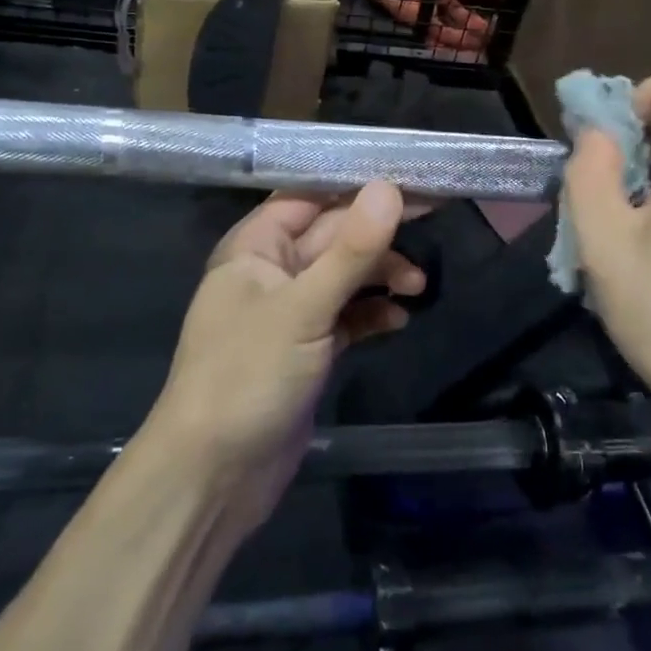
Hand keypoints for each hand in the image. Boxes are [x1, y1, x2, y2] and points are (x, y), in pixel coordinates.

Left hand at [148, 182, 424, 532]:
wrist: (215, 475)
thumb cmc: (248, 376)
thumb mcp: (304, 308)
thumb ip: (351, 250)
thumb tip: (390, 187)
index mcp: (255, 246)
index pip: (311, 196)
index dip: (357, 184)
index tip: (409, 174)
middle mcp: (272, 271)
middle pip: (333, 234)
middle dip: (378, 232)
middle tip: (434, 218)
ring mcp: (291, 312)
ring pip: (344, 276)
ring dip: (380, 275)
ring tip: (418, 286)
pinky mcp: (308, 349)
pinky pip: (347, 316)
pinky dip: (372, 314)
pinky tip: (399, 321)